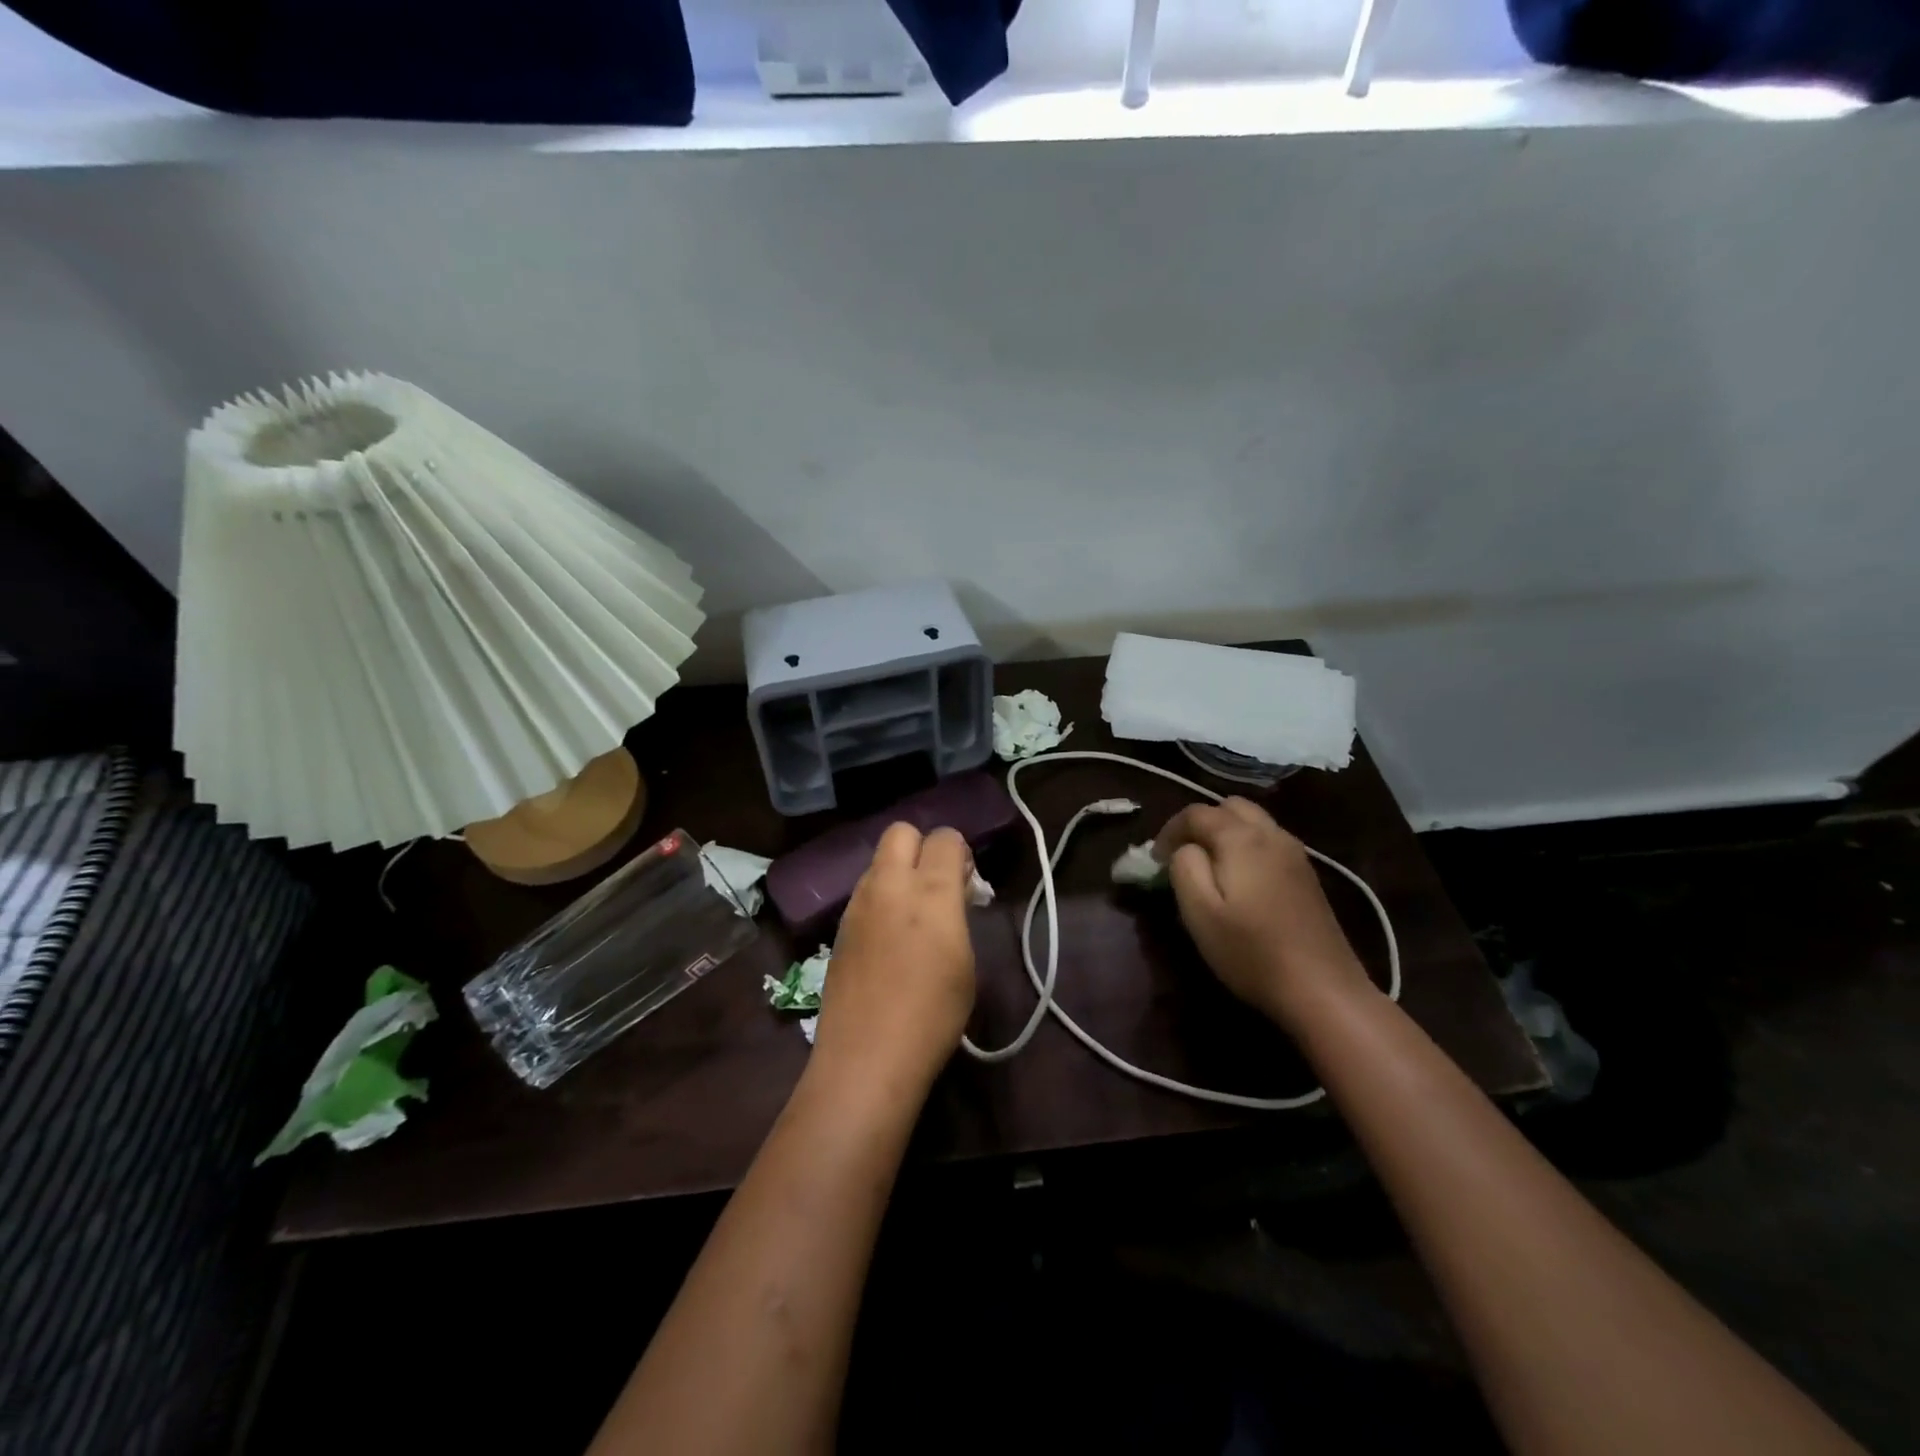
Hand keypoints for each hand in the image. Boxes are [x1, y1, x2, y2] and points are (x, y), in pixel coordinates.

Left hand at [812, 823, 977, 1097]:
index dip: (959, 853)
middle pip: (901, 832)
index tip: (966, 882)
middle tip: (936, 885)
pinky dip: (880, 899)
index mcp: (930, 891)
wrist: (867, 1056)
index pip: (945, 838)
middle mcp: (889, 884)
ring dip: (898, 872)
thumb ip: (957, 913)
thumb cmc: (933, 1014)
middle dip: (922, 847)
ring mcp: (857, 904)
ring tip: (912, 915)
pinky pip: (864, 892)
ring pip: (878, 861)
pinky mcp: (839, 926)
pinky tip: (888, 938)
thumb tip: (952, 891)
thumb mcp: (965, 961)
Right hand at [1154, 798, 1373, 1031]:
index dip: (1169, 831)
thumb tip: (1185, 848)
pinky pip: (1269, 841)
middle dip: (1201, 824)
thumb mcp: (1200, 912)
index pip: (1196, 813)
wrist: (1323, 990)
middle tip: (1183, 856)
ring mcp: (1295, 853)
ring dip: (1226, 833)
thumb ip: (1184, 867)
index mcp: (1242, 838)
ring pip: (1253, 821)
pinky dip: (1247, 846)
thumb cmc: (1251, 952)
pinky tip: (1241, 882)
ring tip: (1209, 868)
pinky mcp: (1308, 875)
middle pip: (1230, 807)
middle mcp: (1272, 834)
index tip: (1155, 861)